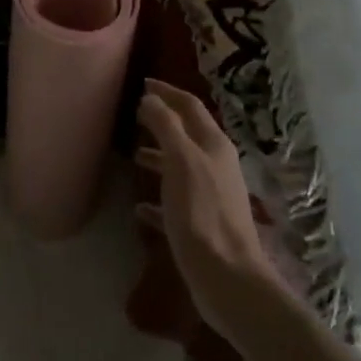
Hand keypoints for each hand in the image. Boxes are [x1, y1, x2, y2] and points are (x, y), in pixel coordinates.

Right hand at [135, 78, 287, 339]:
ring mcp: (212, 196)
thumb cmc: (202, 214)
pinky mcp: (203, 225)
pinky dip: (157, 199)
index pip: (189, 106)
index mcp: (213, 145)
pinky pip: (175, 203)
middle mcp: (216, 165)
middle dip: (163, 121)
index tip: (142, 83)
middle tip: (134, 115)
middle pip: (187, 134)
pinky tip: (138, 207)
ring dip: (159, 156)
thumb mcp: (181, 162)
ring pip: (181, 166)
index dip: (167, 92)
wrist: (228, 278)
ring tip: (133, 155)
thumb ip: (166, 127)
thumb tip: (151, 98)